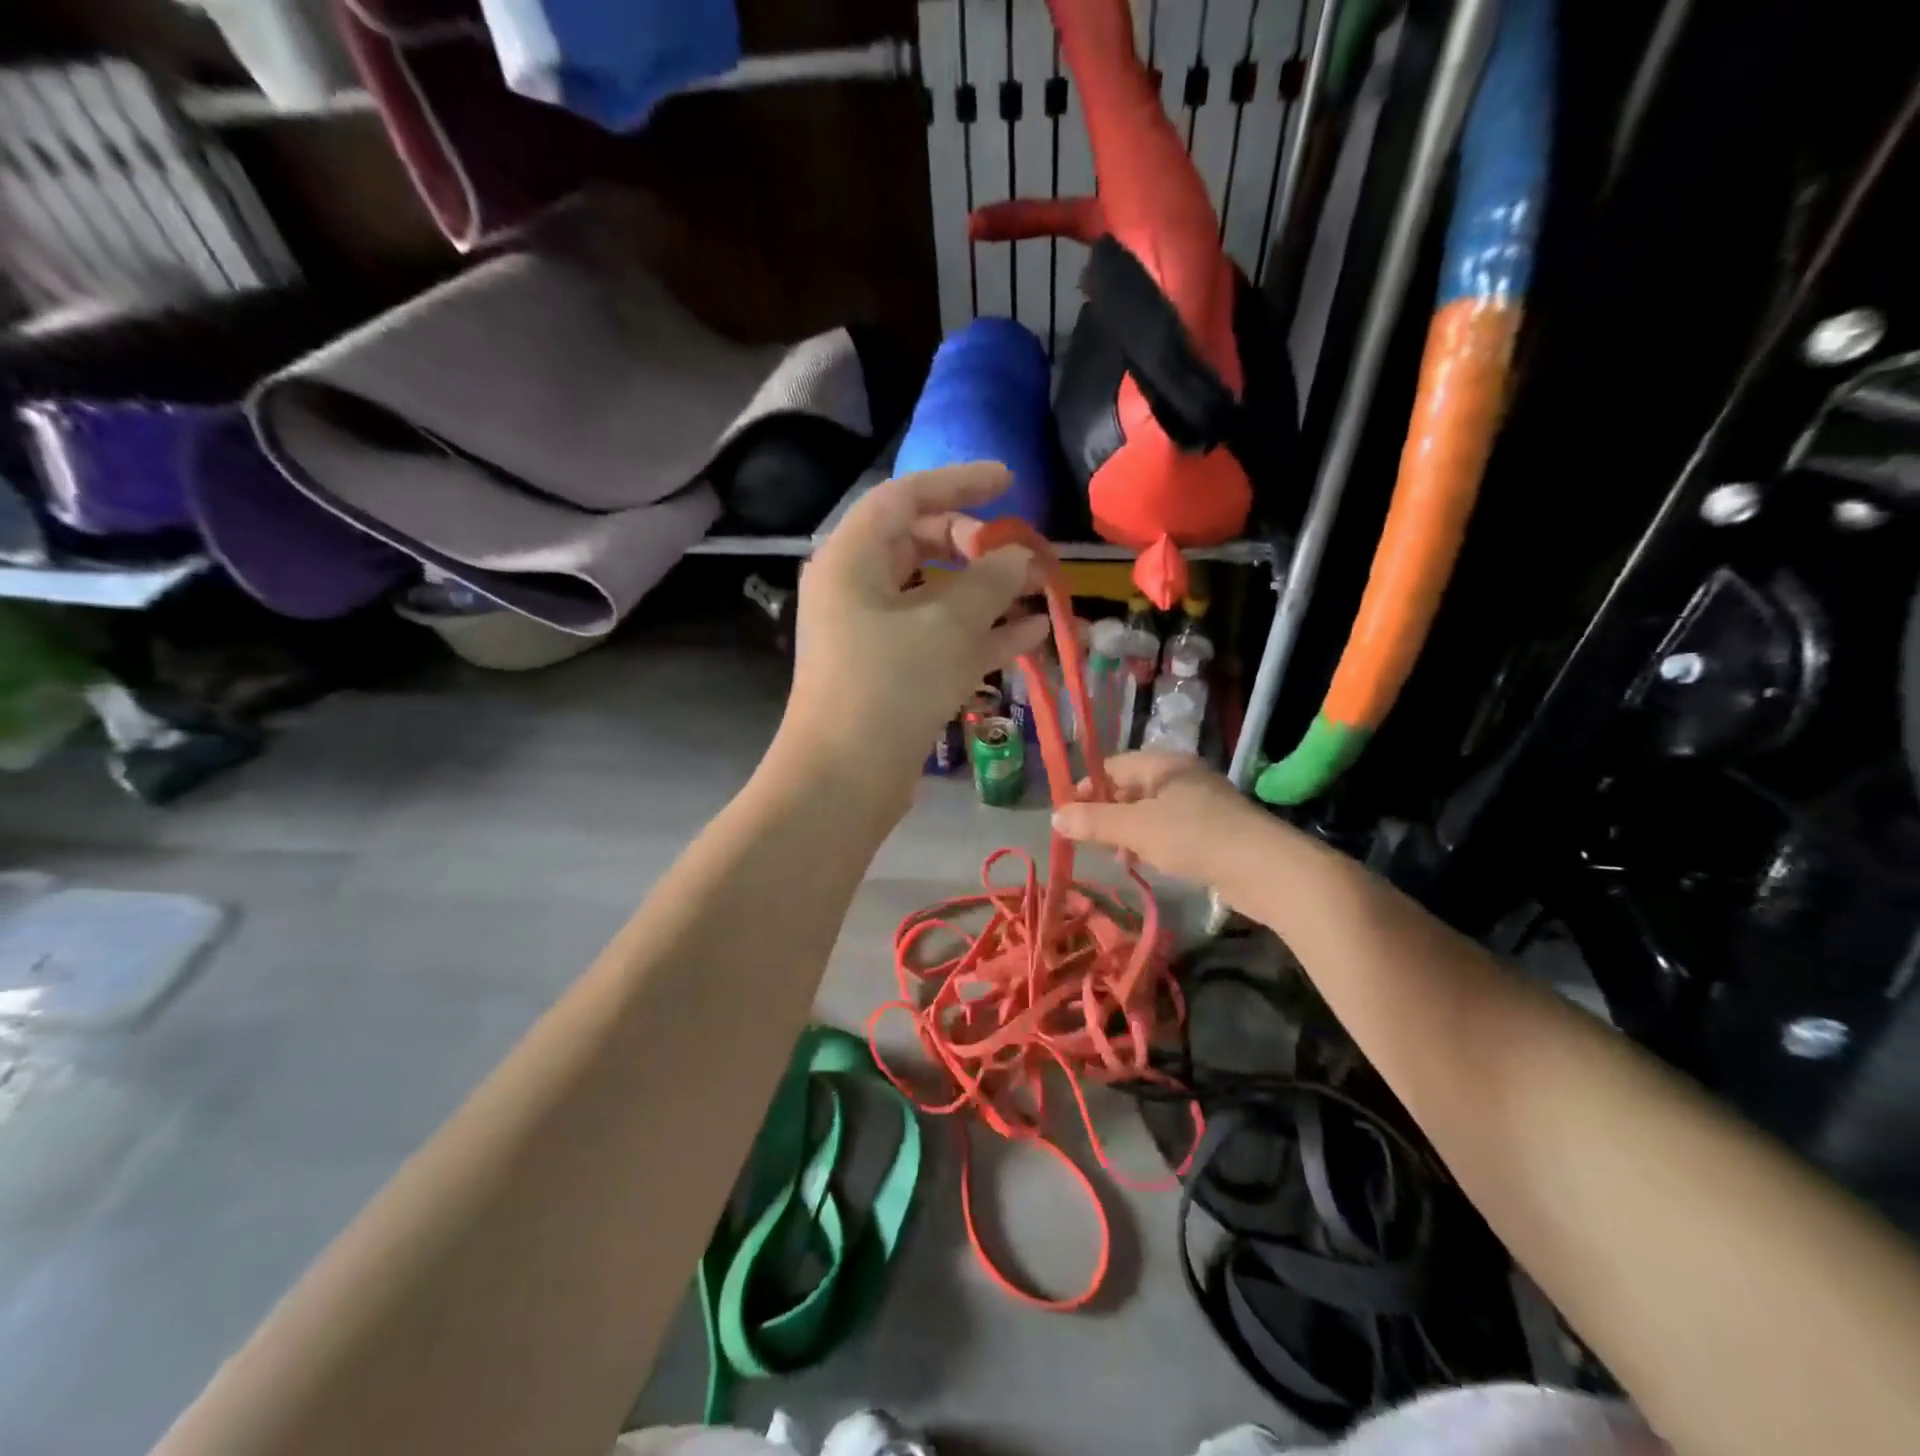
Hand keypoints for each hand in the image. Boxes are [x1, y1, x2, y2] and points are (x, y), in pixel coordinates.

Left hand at [774, 463, 1048, 812]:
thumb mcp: (946, 626)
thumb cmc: (888, 686)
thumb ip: (990, 583)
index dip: (958, 483)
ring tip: (1041, 591)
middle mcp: (857, 589)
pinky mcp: (892, 674)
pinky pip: (940, 638)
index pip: (905, 497)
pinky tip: (1034, 633)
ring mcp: (874, 635)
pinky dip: (982, 634)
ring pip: (937, 597)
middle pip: (921, 545)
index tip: (1008, 482)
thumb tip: (1020, 557)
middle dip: (976, 546)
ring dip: (988, 594)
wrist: (844, 780)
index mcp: (852, 559)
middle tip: (1019, 554)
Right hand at [1051, 751, 1266, 883]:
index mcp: (1164, 765)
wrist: (1265, 868)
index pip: (1113, 765)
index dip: (1087, 787)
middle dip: (1106, 812)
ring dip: (1128, 831)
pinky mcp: (1214, 830)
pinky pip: (1170, 829)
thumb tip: (1054, 817)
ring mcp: (1200, 803)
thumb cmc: (1195, 838)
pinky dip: (1152, 842)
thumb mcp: (1136, 829)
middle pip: (1131, 787)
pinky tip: (1146, 863)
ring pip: (1150, 811)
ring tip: (1116, 857)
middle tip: (1087, 839)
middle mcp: (1182, 777)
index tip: (1068, 814)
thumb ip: (1094, 822)